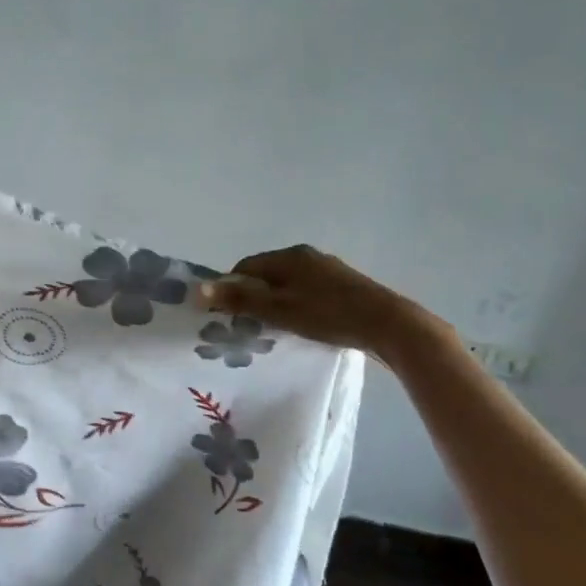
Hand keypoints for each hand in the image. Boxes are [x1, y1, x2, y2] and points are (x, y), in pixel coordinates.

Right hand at [198, 245, 447, 353]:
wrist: (387, 324)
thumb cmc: (328, 315)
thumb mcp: (278, 310)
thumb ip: (239, 300)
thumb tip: (198, 289)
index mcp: (288, 256)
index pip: (245, 267)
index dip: (231, 289)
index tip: (228, 316)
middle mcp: (307, 256)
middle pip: (267, 275)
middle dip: (253, 297)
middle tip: (248, 326)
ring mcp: (327, 270)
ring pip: (288, 285)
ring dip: (276, 303)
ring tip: (274, 330)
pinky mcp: (343, 287)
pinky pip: (307, 293)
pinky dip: (297, 307)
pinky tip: (302, 327)